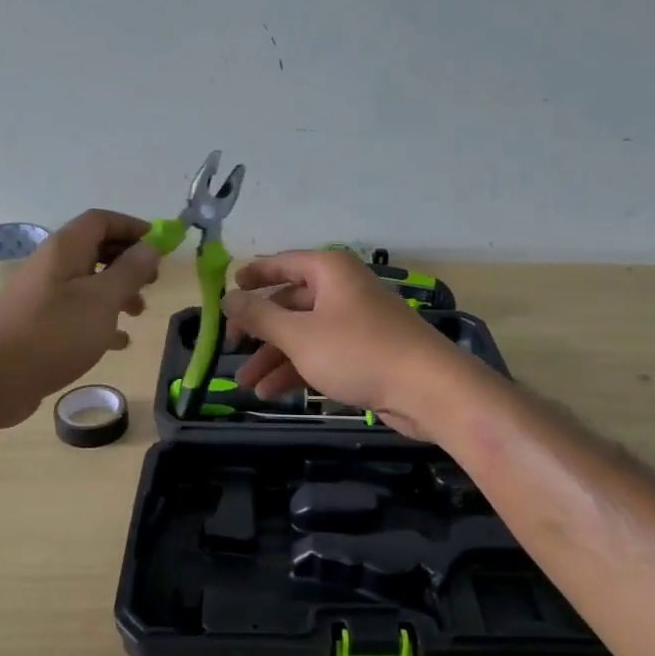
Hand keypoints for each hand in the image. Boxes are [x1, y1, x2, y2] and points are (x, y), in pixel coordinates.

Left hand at [0, 209, 160, 428]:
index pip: (102, 220)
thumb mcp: (102, 300)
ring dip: (117, 292)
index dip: (133, 227)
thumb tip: (149, 247)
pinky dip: (101, 321)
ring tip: (139, 313)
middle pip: (96, 248)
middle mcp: (52, 265)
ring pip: (88, 282)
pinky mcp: (40, 326)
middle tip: (153, 282)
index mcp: (66, 249)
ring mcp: (43, 296)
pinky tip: (119, 342)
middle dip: (128, 261)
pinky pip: (77, 313)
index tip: (162, 246)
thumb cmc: (52, 333)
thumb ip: (129, 271)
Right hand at [221, 250, 468, 438]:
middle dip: (259, 330)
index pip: (282, 263)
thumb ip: (260, 316)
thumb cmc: (358, 351)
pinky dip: (297, 369)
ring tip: (246, 386)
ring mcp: (354, 322)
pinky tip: (272, 392)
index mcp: (329, 271)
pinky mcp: (364, 352)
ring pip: (303, 333)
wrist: (428, 389)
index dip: (253, 276)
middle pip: (290, 302)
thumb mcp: (299, 334)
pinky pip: (321, 353)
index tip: (226, 293)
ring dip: (273, 358)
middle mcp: (341, 289)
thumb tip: (227, 297)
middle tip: (230, 349)